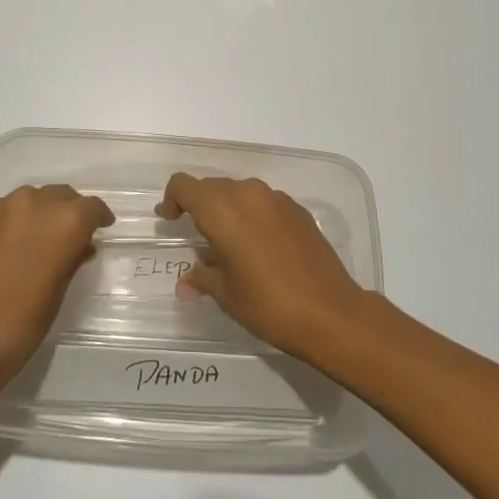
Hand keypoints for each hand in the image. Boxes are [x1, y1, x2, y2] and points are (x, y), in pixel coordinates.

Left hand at [0, 185, 113, 396]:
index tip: (98, 229)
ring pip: (22, 202)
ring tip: (23, 247)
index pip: (91, 207)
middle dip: (64, 212)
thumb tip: (78, 246)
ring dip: (30, 217)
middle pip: (57, 196)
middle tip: (61, 238)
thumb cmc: (18, 329)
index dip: (97, 218)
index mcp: (64, 222)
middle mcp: (30, 203)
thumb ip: (71, 260)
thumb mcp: (58, 294)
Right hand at [156, 173, 370, 364]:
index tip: (169, 220)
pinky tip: (258, 247)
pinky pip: (264, 203)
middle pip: (212, 187)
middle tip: (197, 238)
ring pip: (240, 193)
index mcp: (223, 210)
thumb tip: (186, 281)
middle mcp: (249, 194)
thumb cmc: (267, 303)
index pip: (185, 186)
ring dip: (228, 211)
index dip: (172, 200)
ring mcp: (277, 200)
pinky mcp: (298, 211)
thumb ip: (202, 277)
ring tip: (228, 245)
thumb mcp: (226, 294)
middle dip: (199, 207)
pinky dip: (252, 216)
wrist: (329, 312)